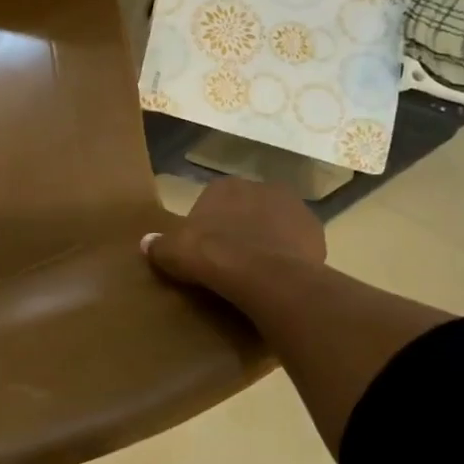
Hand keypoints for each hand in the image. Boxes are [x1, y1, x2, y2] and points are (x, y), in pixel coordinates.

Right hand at [142, 177, 324, 309]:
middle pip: (247, 210)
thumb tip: (146, 243)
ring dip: (268, 241)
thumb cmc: (212, 256)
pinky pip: (297, 245)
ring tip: (256, 272)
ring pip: (275, 225)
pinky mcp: (316, 233)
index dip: (209, 225)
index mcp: (226, 186)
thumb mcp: (174, 252)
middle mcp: (262, 187)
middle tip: (230, 260)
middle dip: (241, 228)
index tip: (205, 249)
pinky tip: (277, 278)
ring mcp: (294, 209)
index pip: (214, 201)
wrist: (265, 277)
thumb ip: (159, 245)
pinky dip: (289, 257)